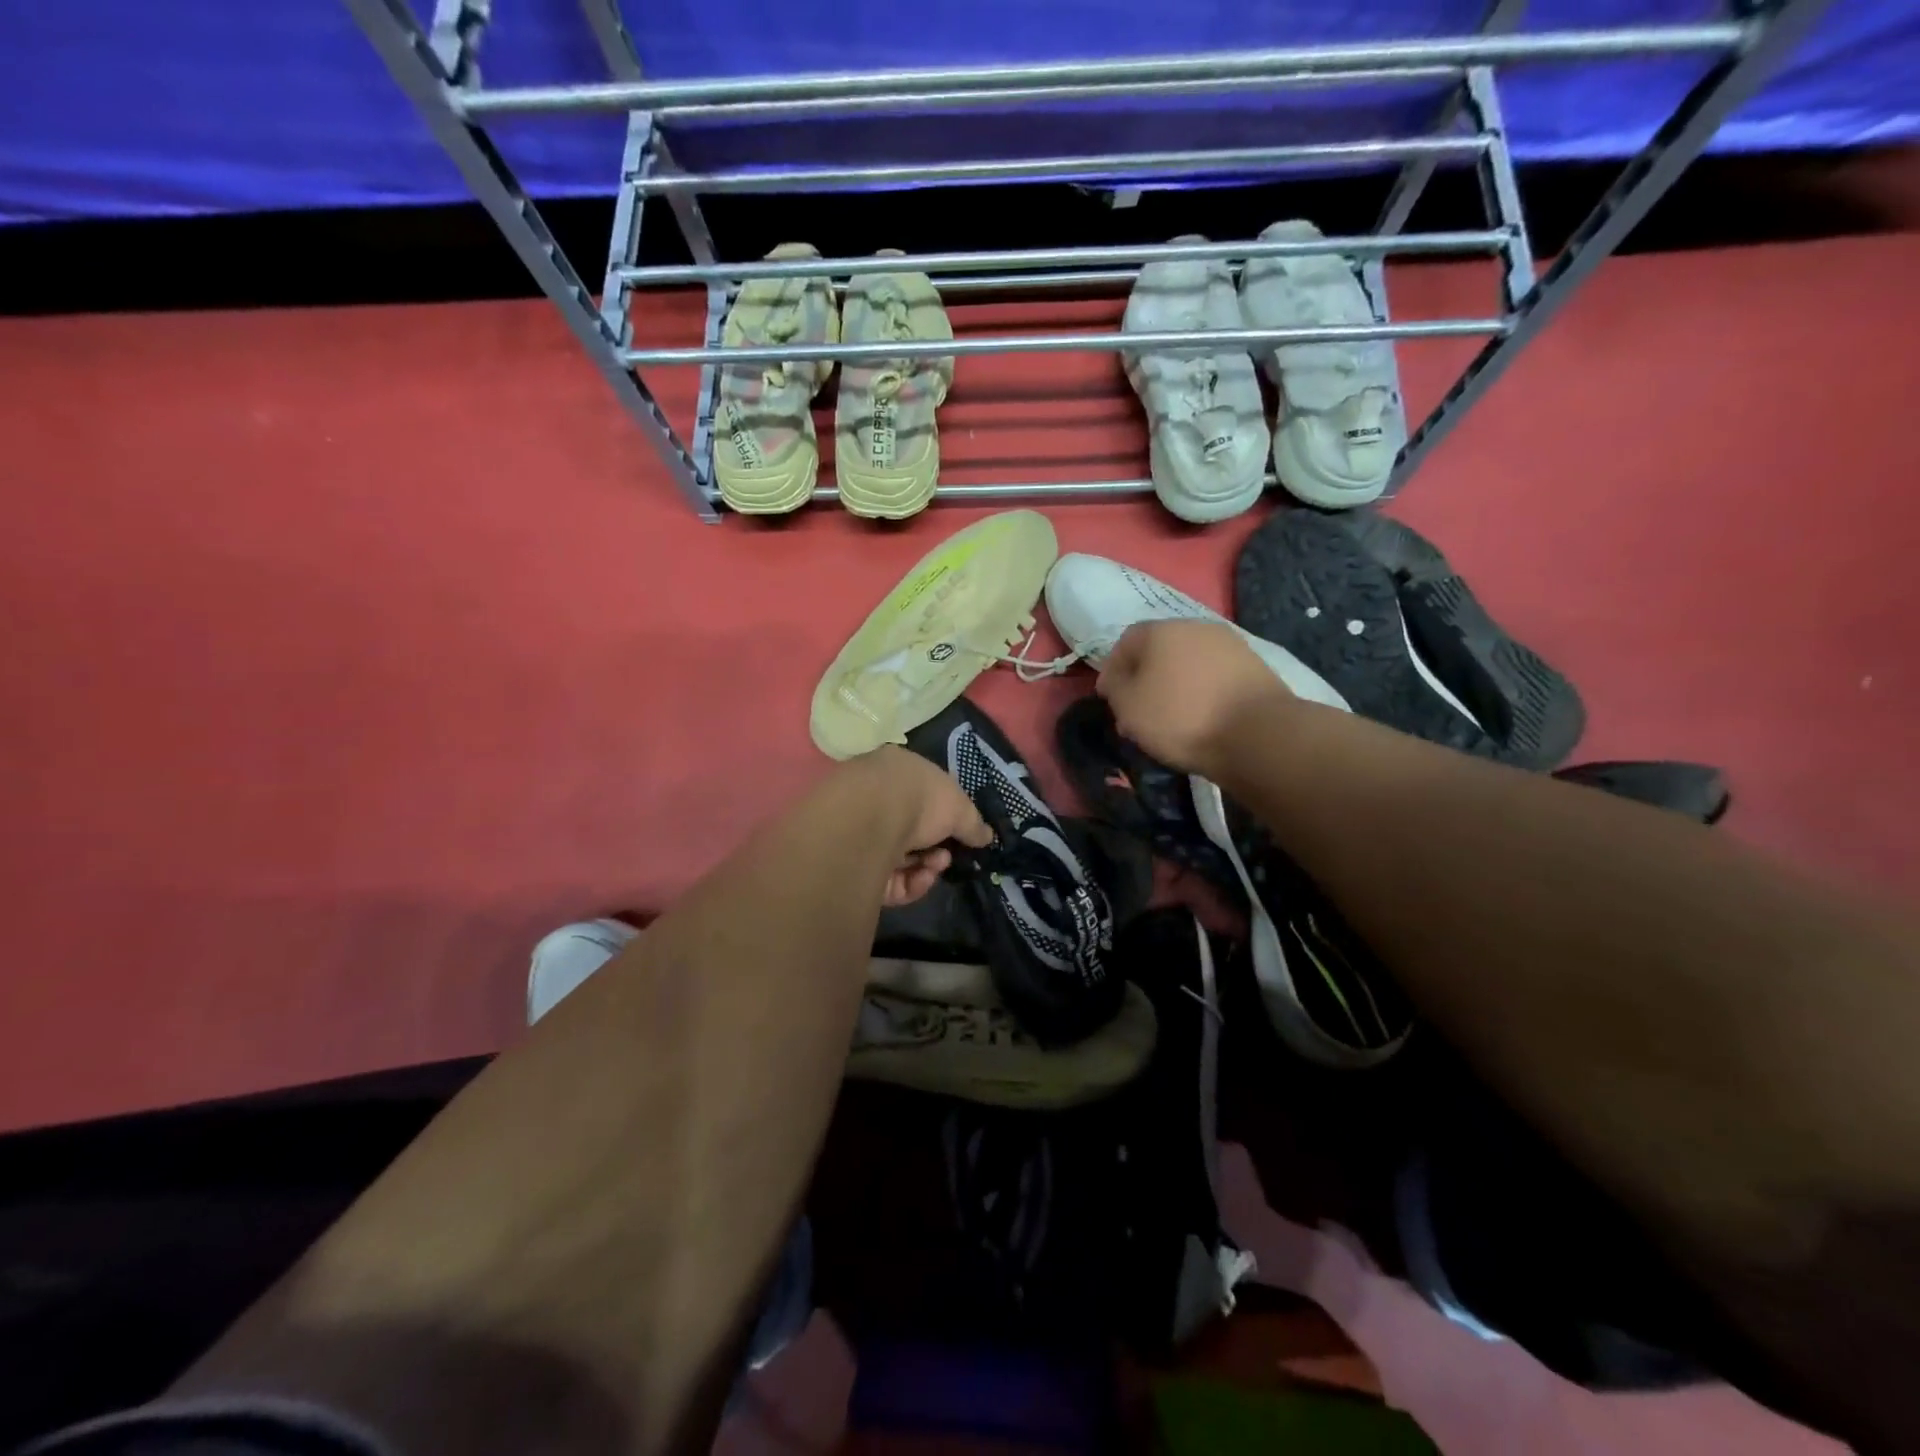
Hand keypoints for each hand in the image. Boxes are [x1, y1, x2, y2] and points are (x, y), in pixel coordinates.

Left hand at [839, 746, 991, 905]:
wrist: (870, 818)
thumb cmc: (919, 798)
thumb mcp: (959, 807)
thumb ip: (973, 824)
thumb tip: (986, 836)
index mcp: (897, 773)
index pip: (921, 797)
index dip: (943, 819)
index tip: (960, 834)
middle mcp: (874, 800)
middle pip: (911, 833)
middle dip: (935, 849)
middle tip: (945, 856)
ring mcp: (860, 834)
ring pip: (900, 861)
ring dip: (925, 868)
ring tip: (934, 867)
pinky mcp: (852, 867)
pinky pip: (886, 881)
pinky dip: (908, 883)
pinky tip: (920, 878)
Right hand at [1096, 619, 1290, 774]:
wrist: (1257, 734)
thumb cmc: (1181, 717)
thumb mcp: (1129, 706)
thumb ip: (1115, 687)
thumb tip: (1117, 678)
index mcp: (1161, 630)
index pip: (1125, 641)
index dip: (1112, 670)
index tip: (1108, 698)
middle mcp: (1196, 627)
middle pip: (1159, 651)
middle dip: (1144, 679)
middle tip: (1136, 712)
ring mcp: (1230, 645)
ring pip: (1188, 664)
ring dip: (1173, 686)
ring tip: (1168, 720)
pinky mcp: (1254, 667)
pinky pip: (1214, 677)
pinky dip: (1201, 693)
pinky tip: (1199, 718)